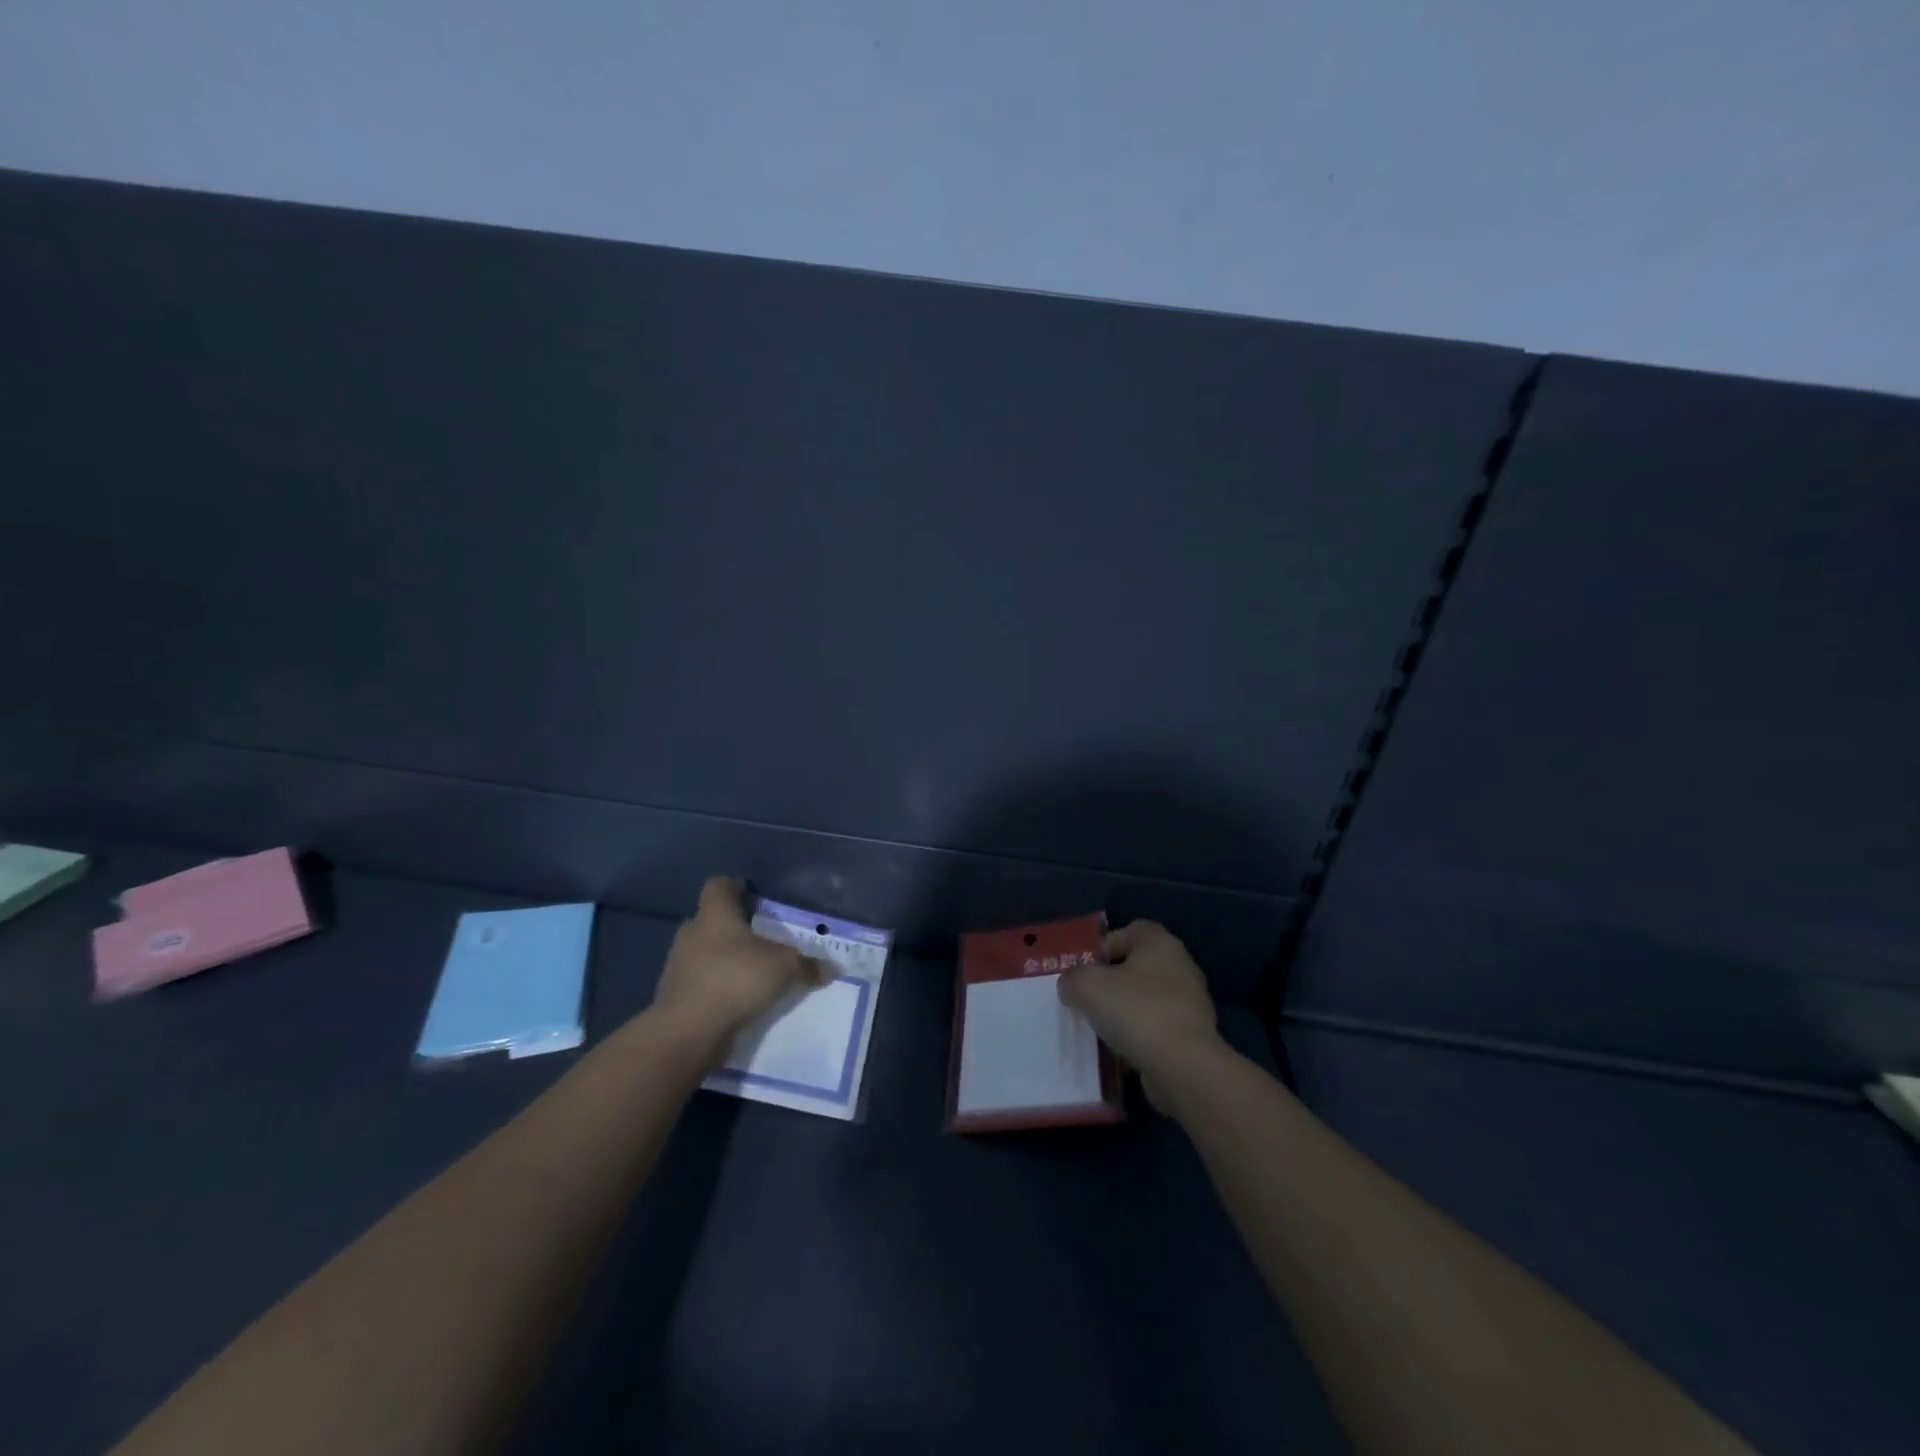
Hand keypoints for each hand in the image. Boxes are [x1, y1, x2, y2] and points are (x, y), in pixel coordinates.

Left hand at [649, 878, 825, 1047]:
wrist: (688, 1031)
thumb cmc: (736, 979)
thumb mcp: (784, 967)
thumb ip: (807, 965)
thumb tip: (831, 968)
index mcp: (715, 915)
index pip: (718, 886)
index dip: (734, 886)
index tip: (751, 893)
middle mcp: (692, 934)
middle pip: (711, 920)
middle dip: (734, 927)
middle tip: (761, 937)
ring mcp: (679, 966)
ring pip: (705, 953)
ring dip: (724, 959)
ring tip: (753, 972)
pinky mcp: (677, 996)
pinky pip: (701, 982)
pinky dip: (718, 987)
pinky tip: (739, 1000)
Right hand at [1059, 920, 1224, 1105]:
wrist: (1183, 1067)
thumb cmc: (1136, 1011)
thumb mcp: (1086, 986)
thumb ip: (1072, 979)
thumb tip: (1072, 986)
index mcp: (1160, 943)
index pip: (1128, 931)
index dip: (1102, 948)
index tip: (1085, 972)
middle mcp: (1181, 966)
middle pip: (1136, 967)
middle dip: (1111, 983)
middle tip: (1088, 1001)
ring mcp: (1191, 1003)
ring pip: (1146, 1000)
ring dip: (1125, 1012)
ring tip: (1102, 1030)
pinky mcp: (1194, 1036)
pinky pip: (1157, 1028)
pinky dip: (1140, 1037)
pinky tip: (1123, 1052)